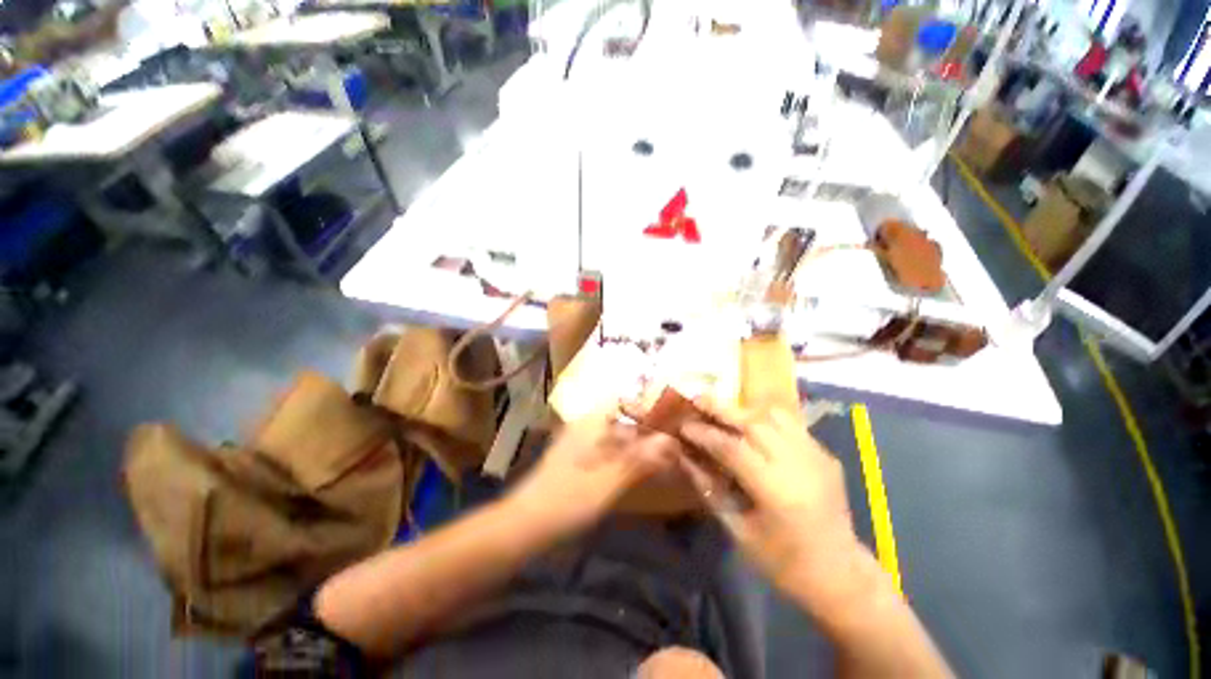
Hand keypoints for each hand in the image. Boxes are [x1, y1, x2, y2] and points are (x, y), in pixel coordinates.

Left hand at [509, 406, 678, 534]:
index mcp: (591, 423)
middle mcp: (587, 426)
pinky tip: (641, 472)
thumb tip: (671, 441)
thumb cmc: (566, 500)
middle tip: (675, 445)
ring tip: (665, 459)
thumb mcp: (607, 482)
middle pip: (624, 419)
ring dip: (639, 446)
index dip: (648, 405)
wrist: (524, 525)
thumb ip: (639, 460)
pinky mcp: (580, 460)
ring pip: (618, 436)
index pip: (624, 399)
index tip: (671, 419)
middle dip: (648, 431)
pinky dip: (626, 458)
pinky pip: (610, 451)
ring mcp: (582, 443)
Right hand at [678, 401, 859, 598]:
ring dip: (744, 410)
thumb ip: (708, 488)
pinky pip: (790, 424)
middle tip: (697, 399)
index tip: (682, 426)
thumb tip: (683, 456)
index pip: (731, 448)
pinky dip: (765, 419)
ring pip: (774, 415)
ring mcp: (815, 455)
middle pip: (753, 422)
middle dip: (721, 408)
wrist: (840, 574)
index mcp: (775, 490)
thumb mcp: (737, 529)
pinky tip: (752, 427)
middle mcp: (797, 464)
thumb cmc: (782, 561)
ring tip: (724, 412)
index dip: (703, 434)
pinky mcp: (824, 454)